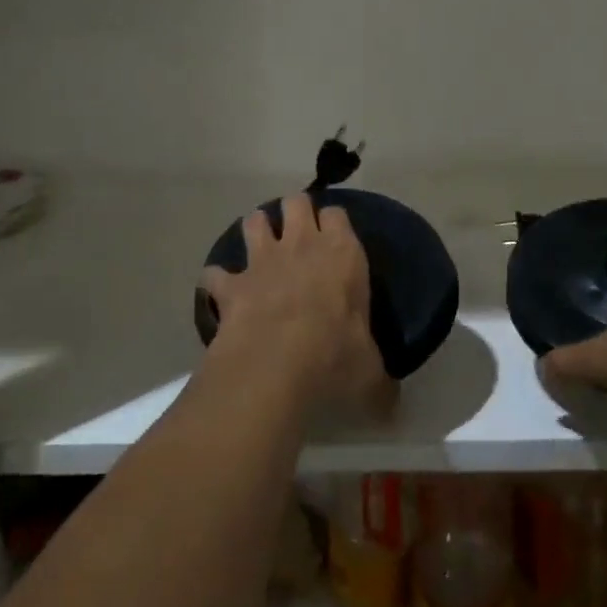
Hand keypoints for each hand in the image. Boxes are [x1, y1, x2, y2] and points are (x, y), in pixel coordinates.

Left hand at [199, 193, 389, 413]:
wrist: (275, 365)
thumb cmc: (335, 358)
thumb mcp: (370, 374)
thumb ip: (380, 381)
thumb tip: (392, 404)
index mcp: (342, 254)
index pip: (338, 214)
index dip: (334, 223)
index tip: (335, 238)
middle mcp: (302, 245)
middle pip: (296, 202)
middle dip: (294, 211)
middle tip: (297, 233)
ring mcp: (262, 261)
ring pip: (254, 220)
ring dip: (256, 230)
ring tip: (259, 248)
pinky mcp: (232, 285)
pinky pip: (215, 273)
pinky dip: (217, 280)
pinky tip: (221, 292)